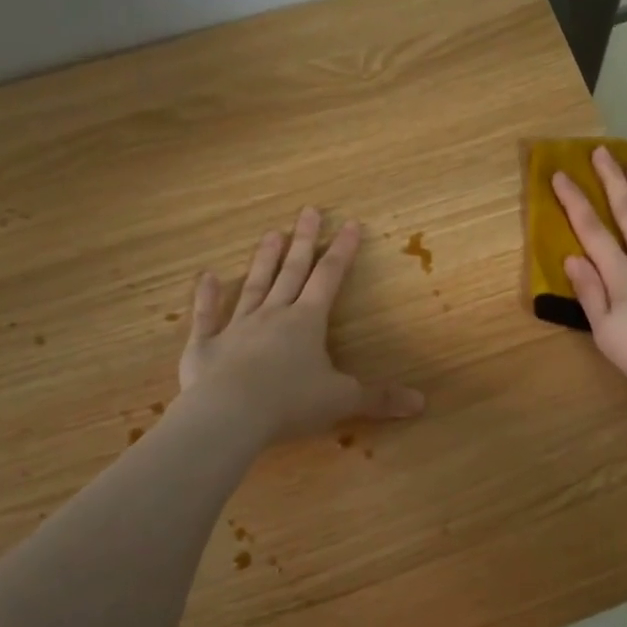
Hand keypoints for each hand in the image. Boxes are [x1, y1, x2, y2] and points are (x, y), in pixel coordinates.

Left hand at [178, 208, 424, 440]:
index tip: (350, 224)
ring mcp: (236, 327)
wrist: (228, 415)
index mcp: (307, 322)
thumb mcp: (342, 400)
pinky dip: (206, 296)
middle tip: (308, 211)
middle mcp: (272, 315)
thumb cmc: (290, 403)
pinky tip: (206, 276)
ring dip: (264, 260)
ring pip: (254, 286)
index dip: (342, 251)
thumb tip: (421, 403)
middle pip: (292, 271)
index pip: (329, 278)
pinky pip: (206, 316)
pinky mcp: (204, 347)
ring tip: (271, 233)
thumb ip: (379, 399)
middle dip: (304, 241)